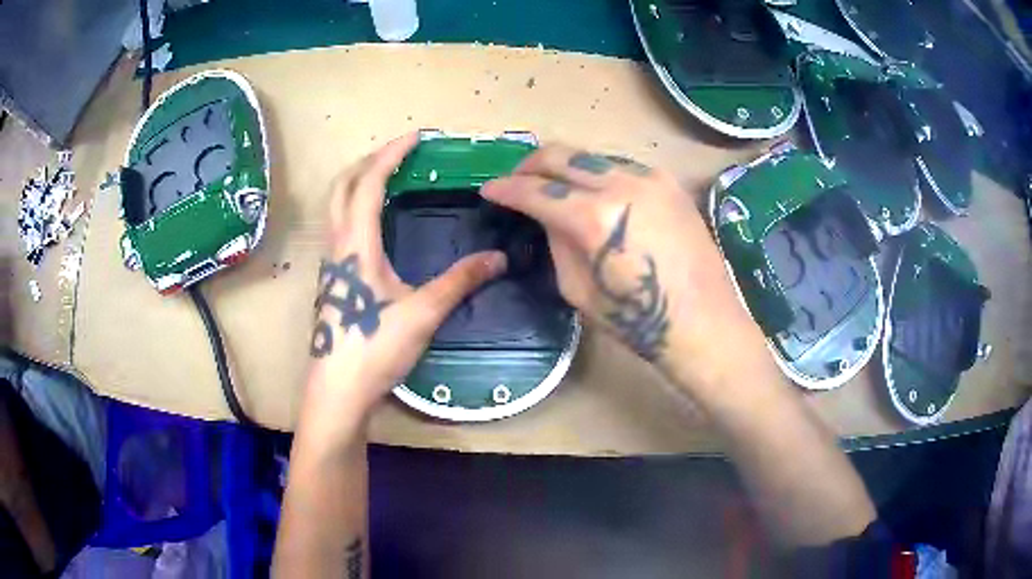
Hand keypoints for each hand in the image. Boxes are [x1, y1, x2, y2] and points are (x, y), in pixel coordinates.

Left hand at [304, 133, 507, 423]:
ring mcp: (331, 263)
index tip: (416, 138)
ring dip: (358, 182)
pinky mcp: (332, 279)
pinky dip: (355, 207)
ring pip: (335, 206)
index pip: (368, 183)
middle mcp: (337, 245)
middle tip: (400, 154)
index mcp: (356, 244)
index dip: (391, 155)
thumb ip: (460, 281)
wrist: (337, 390)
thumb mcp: (423, 313)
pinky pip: (339, 226)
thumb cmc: (374, 348)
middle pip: (342, 186)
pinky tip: (376, 224)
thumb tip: (498, 258)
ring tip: (389, 179)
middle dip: (369, 161)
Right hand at [481, 144, 764, 388]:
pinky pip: (622, 166)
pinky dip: (599, 174)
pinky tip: (595, 193)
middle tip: (517, 179)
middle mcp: (622, 184)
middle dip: (531, 164)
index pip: (536, 190)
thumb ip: (557, 242)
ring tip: (554, 185)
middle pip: (562, 154)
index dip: (506, 188)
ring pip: (592, 156)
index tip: (489, 189)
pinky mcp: (670, 183)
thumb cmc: (636, 320)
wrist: (702, 323)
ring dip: (566, 166)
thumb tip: (546, 215)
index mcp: (594, 218)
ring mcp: (650, 178)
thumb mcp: (578, 289)